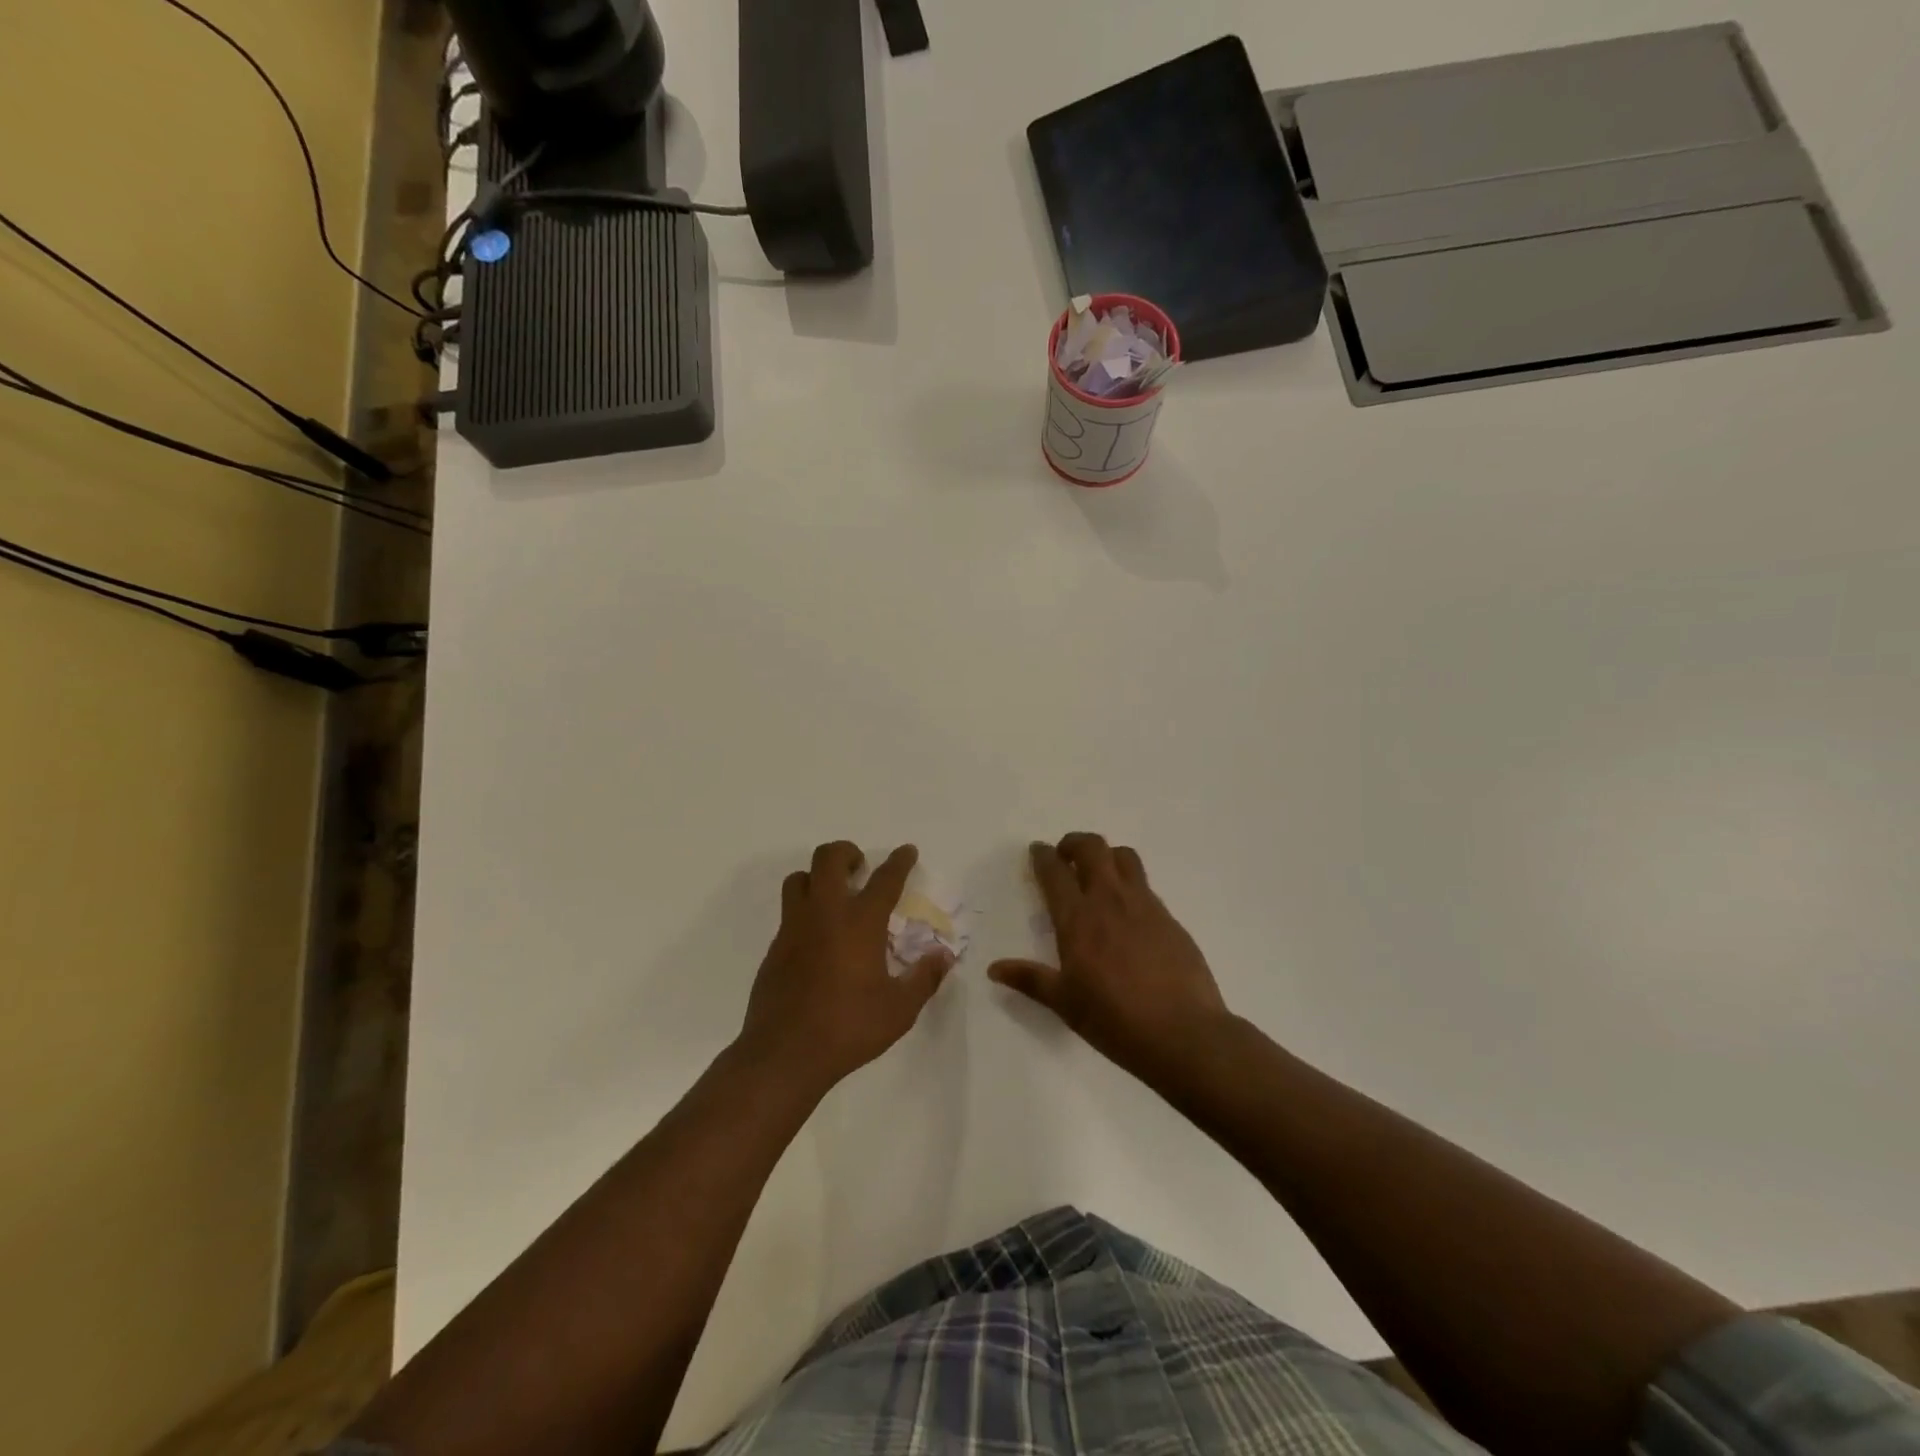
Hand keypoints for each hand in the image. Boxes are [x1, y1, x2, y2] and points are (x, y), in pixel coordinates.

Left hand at [739, 841, 952, 1095]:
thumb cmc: (848, 1028)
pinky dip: (805, 910)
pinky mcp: (774, 948)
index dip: (899, 861)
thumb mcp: (899, 1010)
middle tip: (861, 867)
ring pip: (799, 879)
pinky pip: (789, 912)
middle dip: (847, 852)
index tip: (907, 851)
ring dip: (818, 876)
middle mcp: (824, 914)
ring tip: (835, 895)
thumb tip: (943, 956)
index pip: (884, 879)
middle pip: (828, 858)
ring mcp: (794, 928)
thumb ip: (924, 978)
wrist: (784, 1054)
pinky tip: (818, 938)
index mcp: (860, 923)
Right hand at [990, 835, 1227, 1085]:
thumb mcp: (1065, 1003)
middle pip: (1093, 848)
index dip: (1043, 856)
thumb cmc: (1114, 1019)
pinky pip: (1145, 885)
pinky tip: (1128, 913)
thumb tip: (994, 969)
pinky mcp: (1169, 917)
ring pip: (1124, 857)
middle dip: (1074, 843)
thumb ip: (1030, 979)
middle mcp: (1110, 900)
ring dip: (1106, 855)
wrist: (1183, 1032)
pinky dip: (1130, 885)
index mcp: (1078, 918)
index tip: (1037, 850)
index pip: (1055, 872)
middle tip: (1065, 856)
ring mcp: (1144, 905)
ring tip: (1099, 873)